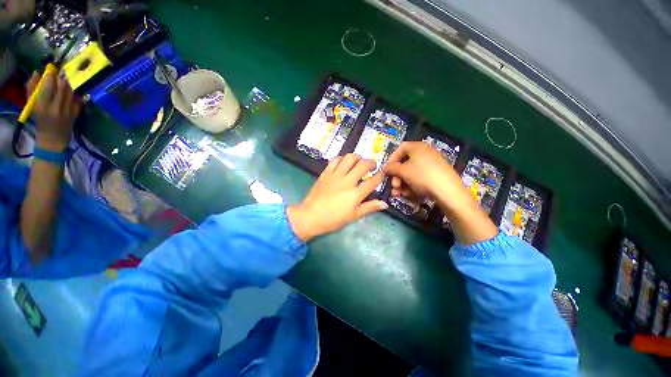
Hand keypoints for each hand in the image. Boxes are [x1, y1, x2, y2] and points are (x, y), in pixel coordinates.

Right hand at [27, 71, 81, 151]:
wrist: (53, 139)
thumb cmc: (40, 120)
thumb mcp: (32, 105)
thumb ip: (32, 88)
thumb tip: (37, 72)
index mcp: (42, 105)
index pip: (48, 84)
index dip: (51, 75)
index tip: (51, 71)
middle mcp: (56, 107)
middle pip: (63, 86)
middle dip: (61, 78)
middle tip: (59, 76)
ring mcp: (68, 111)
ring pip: (71, 91)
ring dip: (68, 86)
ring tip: (63, 86)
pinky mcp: (76, 113)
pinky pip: (78, 99)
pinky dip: (74, 95)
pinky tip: (70, 96)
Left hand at [287, 154, 388, 241]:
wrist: (311, 216)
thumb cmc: (333, 219)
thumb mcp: (353, 216)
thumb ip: (369, 208)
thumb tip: (385, 204)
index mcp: (356, 194)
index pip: (373, 181)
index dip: (380, 176)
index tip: (382, 174)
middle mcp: (347, 181)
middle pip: (363, 165)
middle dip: (371, 162)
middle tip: (372, 166)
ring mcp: (335, 175)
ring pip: (349, 158)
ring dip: (357, 157)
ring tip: (359, 162)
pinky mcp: (325, 173)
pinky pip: (335, 160)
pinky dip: (342, 158)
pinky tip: (344, 162)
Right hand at [383, 141, 497, 244]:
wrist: (447, 191)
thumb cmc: (422, 176)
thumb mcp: (403, 171)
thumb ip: (391, 168)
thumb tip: (384, 168)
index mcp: (418, 147)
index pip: (400, 148)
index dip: (391, 159)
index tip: (387, 170)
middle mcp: (425, 153)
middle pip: (405, 162)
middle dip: (396, 176)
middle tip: (394, 186)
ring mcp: (432, 164)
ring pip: (411, 172)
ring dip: (402, 183)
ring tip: (398, 194)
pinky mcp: (436, 174)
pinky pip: (420, 178)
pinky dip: (412, 185)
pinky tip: (408, 194)